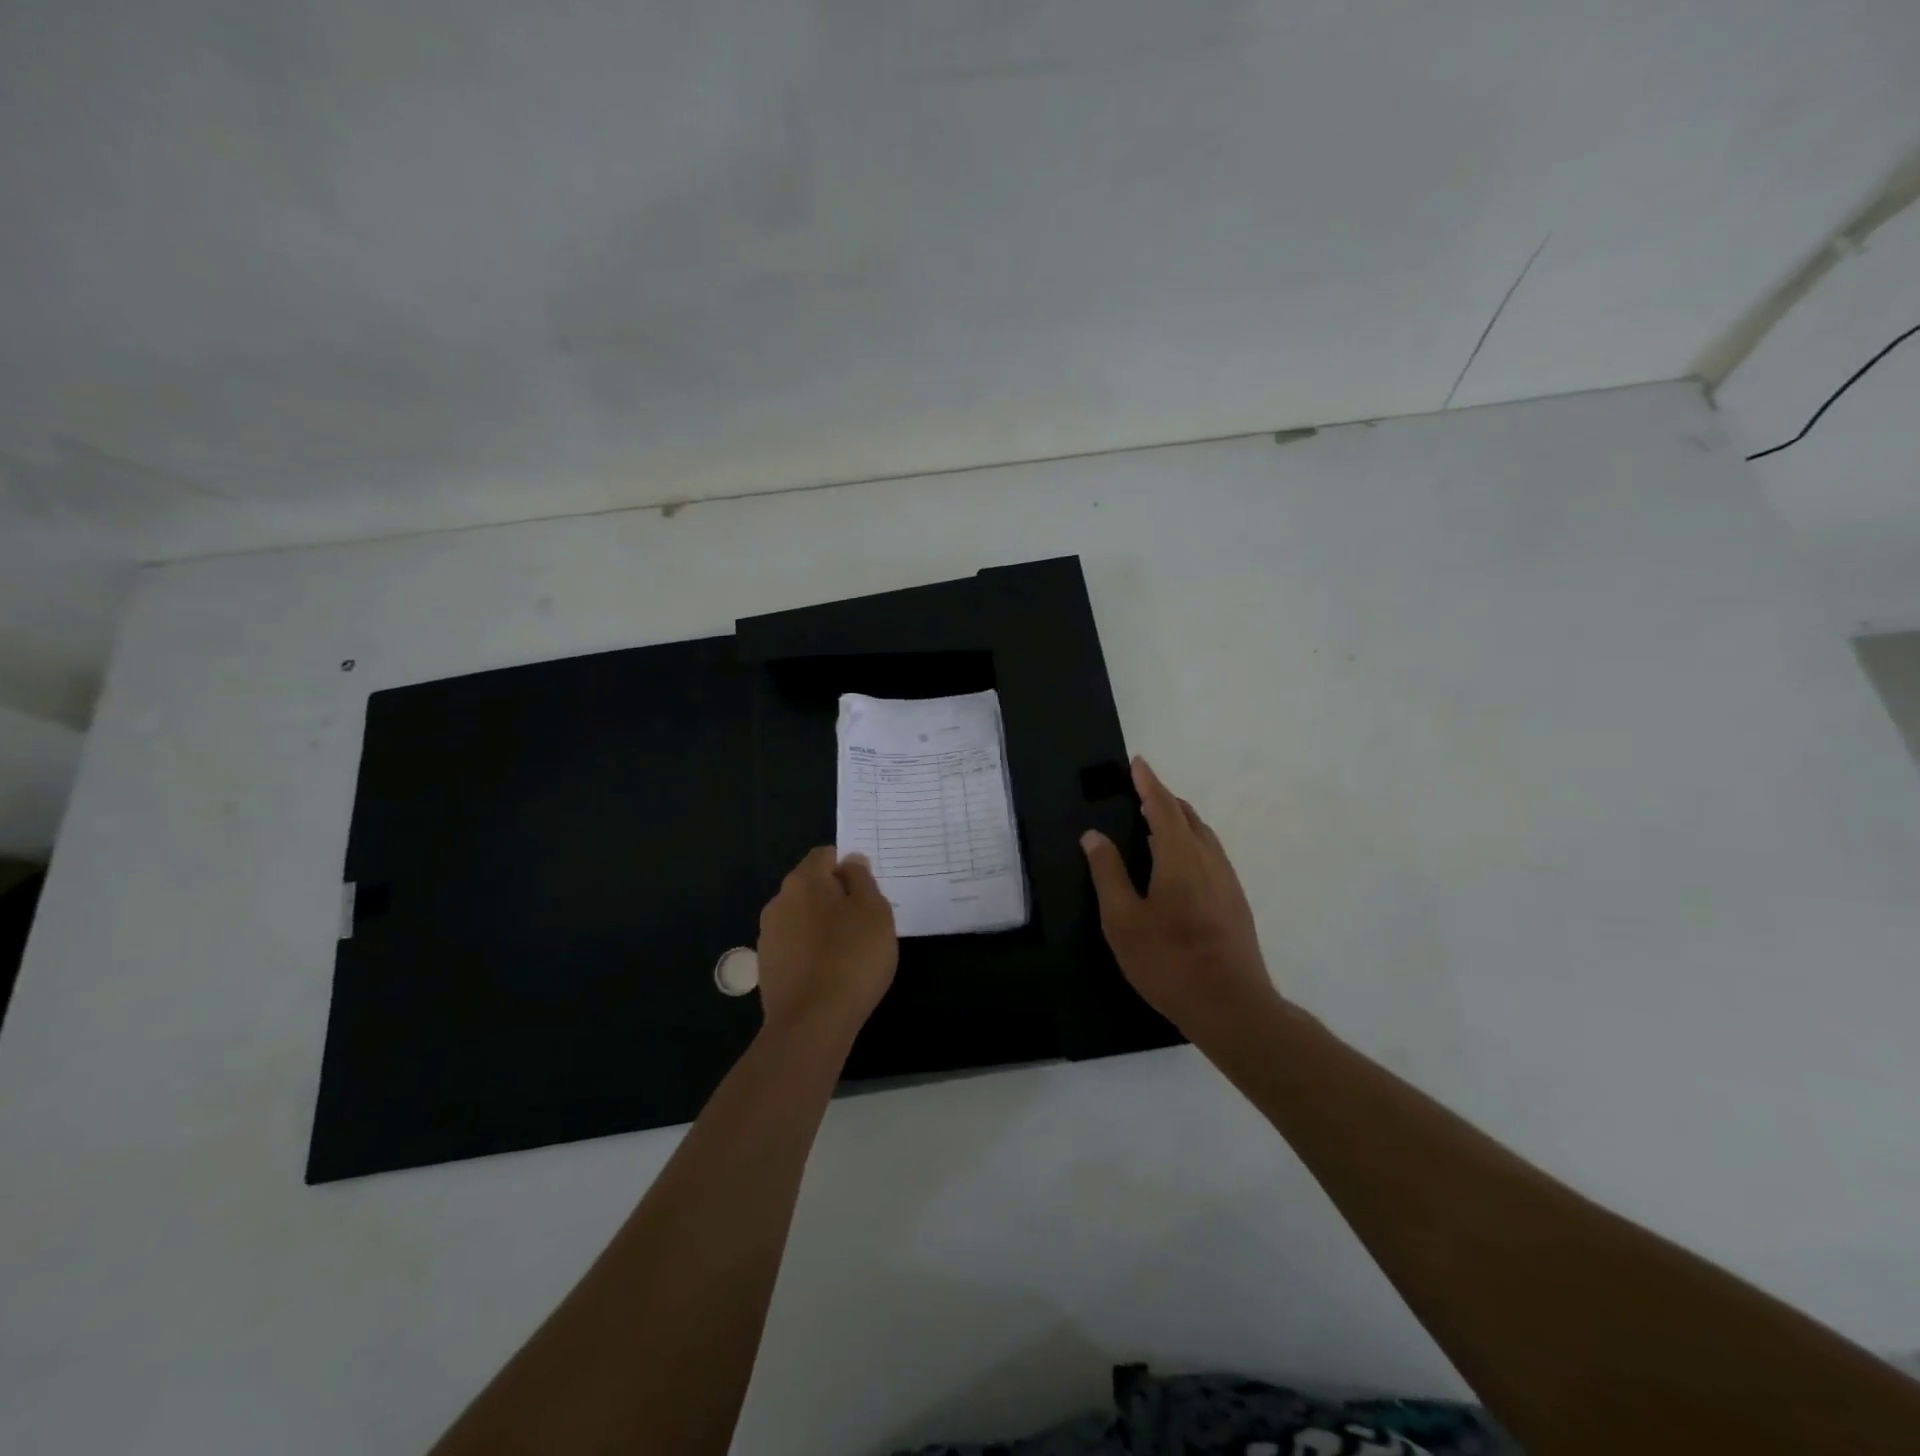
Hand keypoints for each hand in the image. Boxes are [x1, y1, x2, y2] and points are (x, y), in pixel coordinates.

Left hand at [756, 848, 897, 1042]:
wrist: (812, 1023)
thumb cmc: (851, 957)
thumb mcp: (874, 910)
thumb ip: (862, 879)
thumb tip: (850, 861)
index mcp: (804, 881)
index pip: (825, 855)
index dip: (848, 865)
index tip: (869, 887)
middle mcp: (779, 902)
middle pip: (812, 887)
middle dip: (836, 896)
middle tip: (866, 919)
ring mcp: (769, 937)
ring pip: (803, 918)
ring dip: (823, 925)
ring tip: (851, 949)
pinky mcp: (767, 968)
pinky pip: (796, 947)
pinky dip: (812, 951)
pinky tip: (831, 972)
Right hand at [1081, 757, 1280, 1039]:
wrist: (1231, 1006)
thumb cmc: (1168, 961)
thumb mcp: (1122, 920)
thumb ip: (1108, 873)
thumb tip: (1094, 835)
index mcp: (1179, 856)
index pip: (1162, 806)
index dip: (1148, 783)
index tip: (1137, 762)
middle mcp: (1208, 859)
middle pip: (1187, 817)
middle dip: (1164, 799)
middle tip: (1140, 794)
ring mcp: (1227, 881)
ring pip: (1203, 836)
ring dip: (1179, 822)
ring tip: (1155, 825)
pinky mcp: (1235, 902)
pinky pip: (1210, 856)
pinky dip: (1190, 844)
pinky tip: (1178, 867)